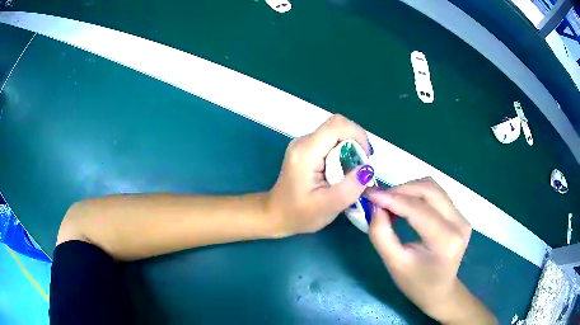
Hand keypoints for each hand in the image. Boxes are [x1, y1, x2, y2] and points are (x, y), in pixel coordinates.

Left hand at [267, 114, 374, 235]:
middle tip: (361, 169)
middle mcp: (304, 142)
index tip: (365, 159)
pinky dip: (343, 153)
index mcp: (306, 151)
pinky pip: (331, 142)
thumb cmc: (298, 214)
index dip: (358, 135)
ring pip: (336, 134)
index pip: (337, 125)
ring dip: (351, 149)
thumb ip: (349, 188)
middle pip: (338, 127)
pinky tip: (343, 172)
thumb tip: (367, 168)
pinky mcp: (307, 150)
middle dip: (356, 144)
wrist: (275, 215)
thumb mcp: (327, 207)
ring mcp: (304, 144)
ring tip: (353, 173)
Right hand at [367, 178, 476, 322]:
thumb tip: (375, 206)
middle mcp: (459, 223)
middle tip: (380, 199)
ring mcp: (462, 217)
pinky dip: (417, 195)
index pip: (419, 210)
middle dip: (402, 190)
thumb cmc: (416, 283)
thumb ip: (381, 235)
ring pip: (433, 188)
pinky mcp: (460, 215)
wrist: (440, 291)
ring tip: (391, 202)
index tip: (370, 194)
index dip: (394, 199)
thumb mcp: (394, 264)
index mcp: (445, 241)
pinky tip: (405, 206)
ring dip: (410, 190)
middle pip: (430, 190)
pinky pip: (437, 195)